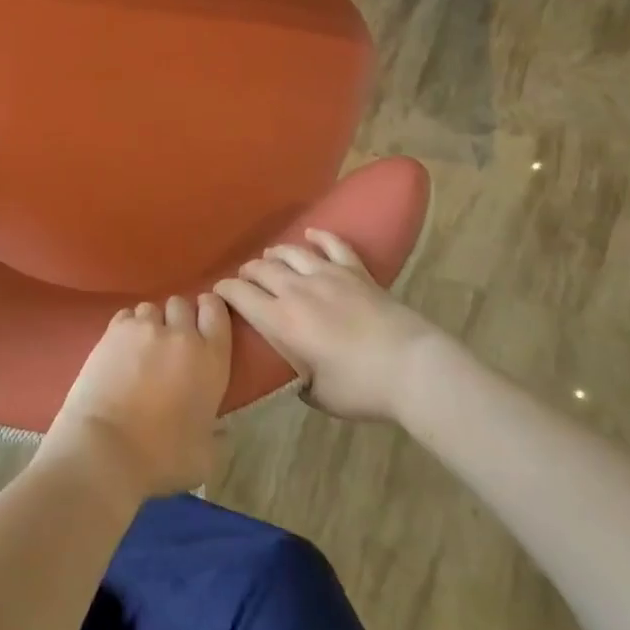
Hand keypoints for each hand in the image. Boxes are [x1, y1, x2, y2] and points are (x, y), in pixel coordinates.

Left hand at [40, 293, 232, 505]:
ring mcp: (144, 328)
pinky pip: (126, 316)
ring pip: (151, 308)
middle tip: (171, 343)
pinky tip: (121, 349)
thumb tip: (222, 431)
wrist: (105, 448)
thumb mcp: (206, 457)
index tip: (203, 323)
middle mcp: (180, 334)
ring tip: (142, 347)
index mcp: (211, 359)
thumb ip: (218, 436)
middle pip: (182, 303)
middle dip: (178, 318)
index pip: (216, 310)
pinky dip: (126, 327)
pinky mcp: (113, 331)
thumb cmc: (162, 457)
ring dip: (151, 323)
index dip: (209, 310)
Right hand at [213, 230, 441, 421]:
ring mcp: (328, 275)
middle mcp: (298, 290)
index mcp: (282, 321)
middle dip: (247, 272)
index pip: (241, 295)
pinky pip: (333, 244)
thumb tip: (296, 373)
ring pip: (291, 253)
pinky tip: (311, 234)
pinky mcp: (356, 271)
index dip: (224, 291)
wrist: (412, 368)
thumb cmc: (362, 388)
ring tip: (269, 257)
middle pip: (262, 269)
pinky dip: (319, 236)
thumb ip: (299, 381)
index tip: (217, 292)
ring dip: (276, 254)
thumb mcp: (319, 395)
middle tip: (244, 279)